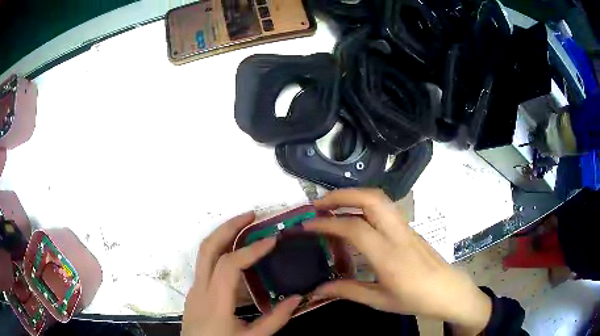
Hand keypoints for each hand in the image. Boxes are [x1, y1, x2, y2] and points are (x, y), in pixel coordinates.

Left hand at [182, 212, 301, 335]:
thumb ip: (275, 320)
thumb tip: (297, 298)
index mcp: (215, 302)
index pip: (229, 265)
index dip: (251, 250)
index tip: (272, 240)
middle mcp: (200, 289)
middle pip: (208, 248)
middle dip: (229, 226)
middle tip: (252, 216)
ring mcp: (195, 289)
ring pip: (204, 253)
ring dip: (224, 236)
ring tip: (247, 229)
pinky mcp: (195, 293)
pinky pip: (207, 266)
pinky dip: (222, 253)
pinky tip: (239, 259)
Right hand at [305, 189, 491, 335]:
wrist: (448, 291)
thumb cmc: (415, 299)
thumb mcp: (379, 301)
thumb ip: (347, 291)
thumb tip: (318, 289)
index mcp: (388, 256)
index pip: (354, 228)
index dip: (327, 223)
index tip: (306, 225)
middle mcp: (397, 234)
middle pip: (371, 198)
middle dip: (341, 195)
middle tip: (318, 205)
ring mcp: (405, 228)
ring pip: (380, 198)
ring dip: (354, 196)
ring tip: (333, 207)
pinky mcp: (409, 228)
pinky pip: (385, 208)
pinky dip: (364, 204)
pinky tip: (355, 218)